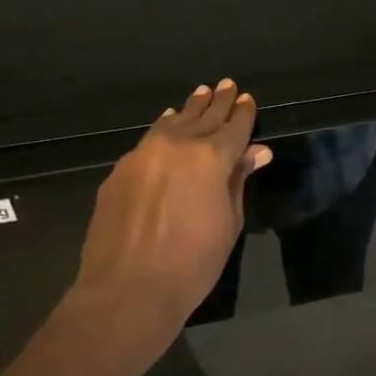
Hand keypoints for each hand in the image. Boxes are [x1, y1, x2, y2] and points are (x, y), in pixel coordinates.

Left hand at [74, 80, 271, 328]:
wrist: (127, 290)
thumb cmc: (192, 263)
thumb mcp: (228, 223)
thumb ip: (238, 180)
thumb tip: (256, 151)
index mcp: (210, 158)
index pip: (233, 127)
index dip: (243, 113)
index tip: (247, 98)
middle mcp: (175, 146)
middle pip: (202, 117)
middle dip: (217, 102)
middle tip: (226, 85)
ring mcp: (142, 156)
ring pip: (171, 123)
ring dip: (188, 110)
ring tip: (199, 95)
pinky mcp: (119, 172)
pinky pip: (147, 141)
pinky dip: (163, 129)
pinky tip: (166, 125)